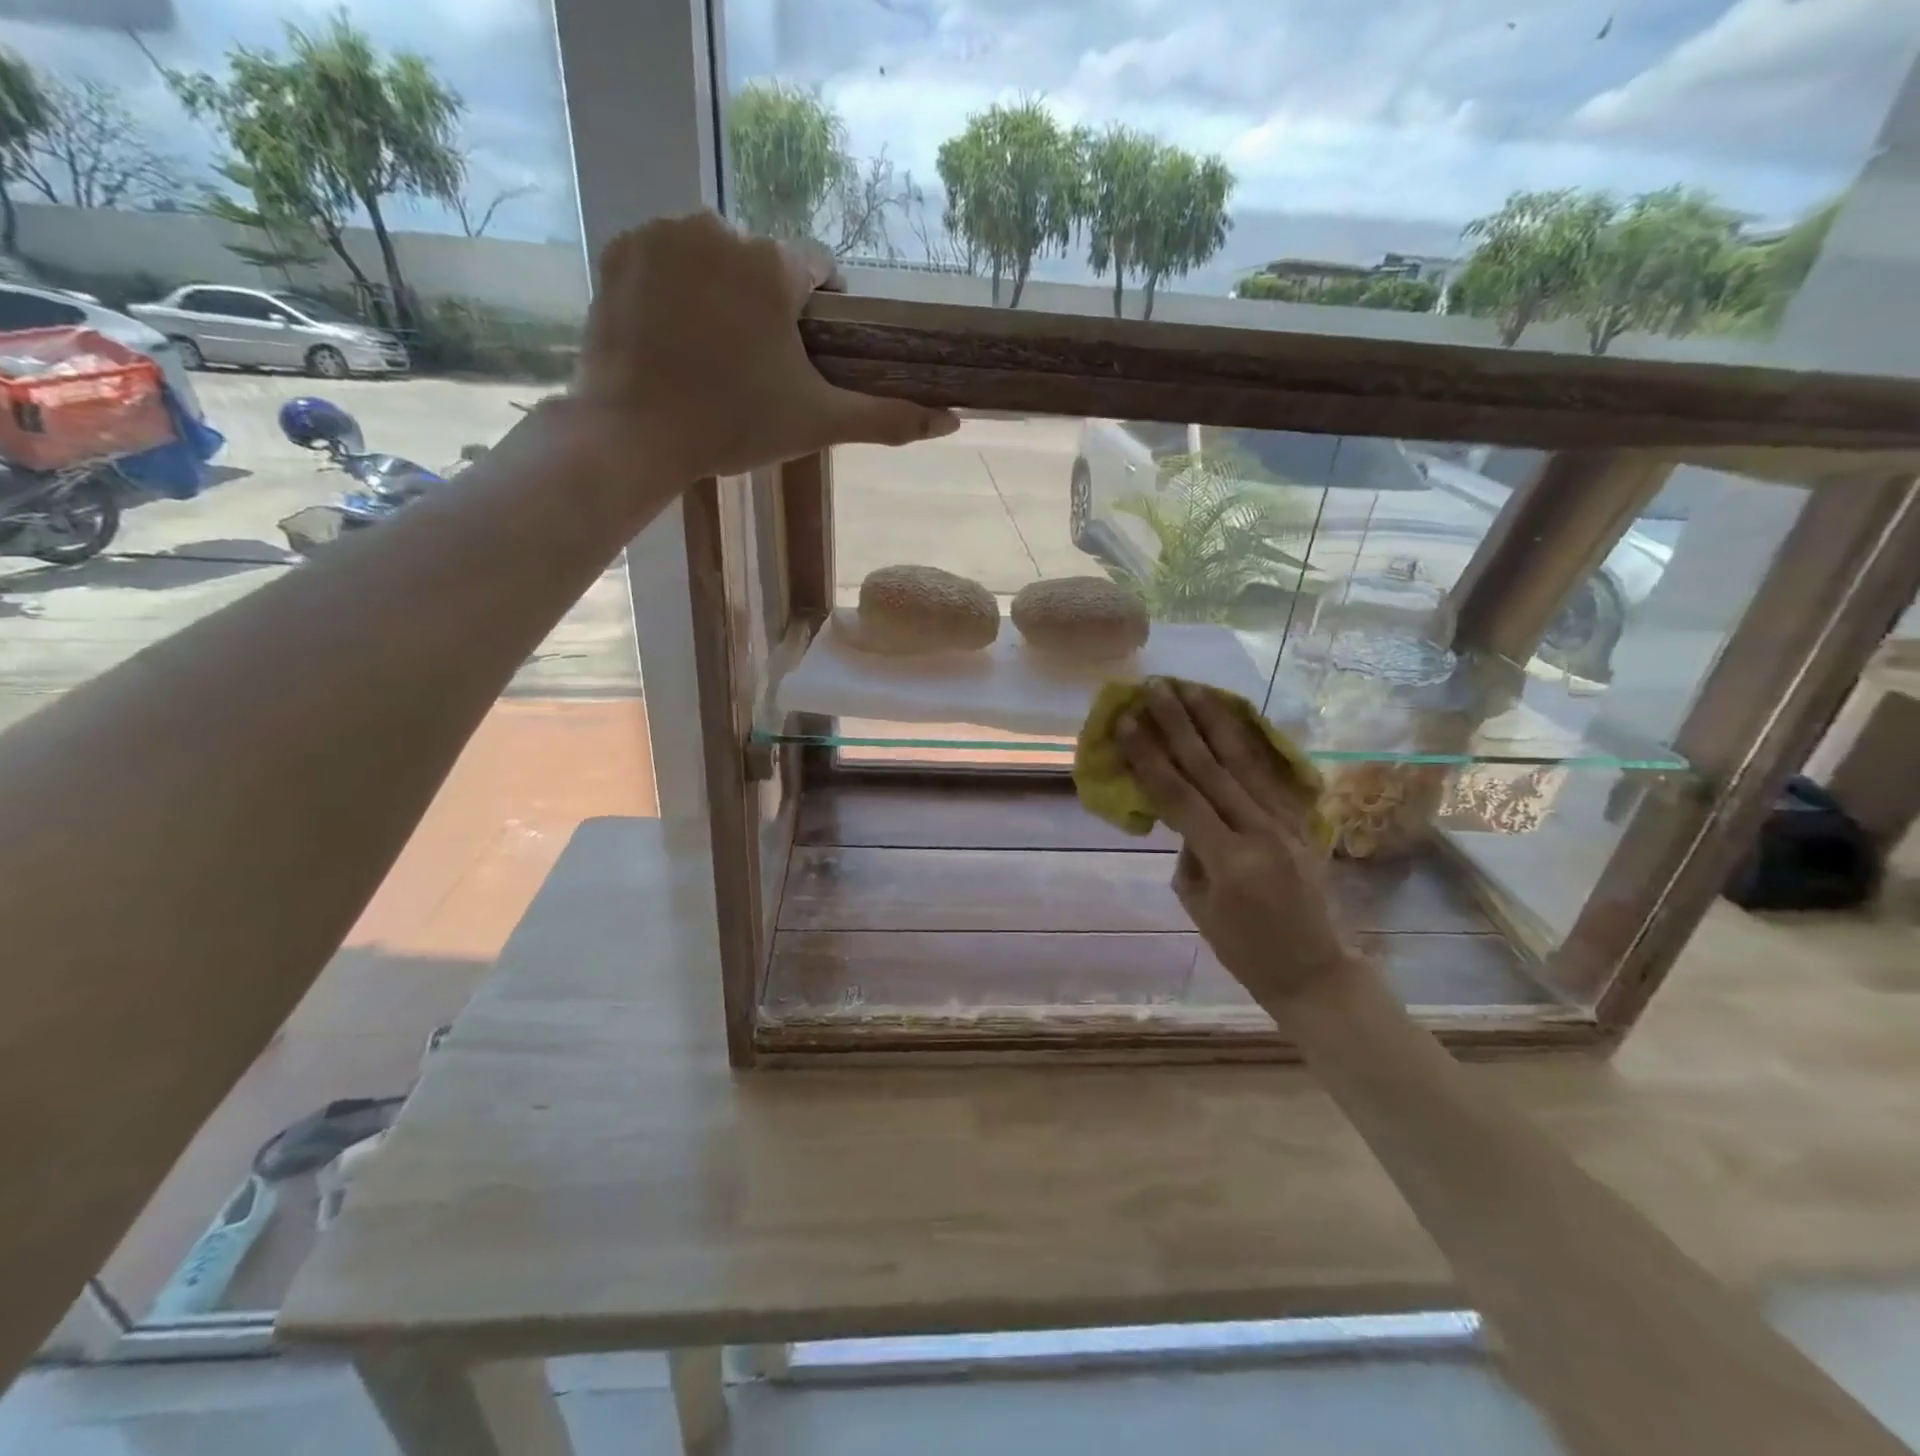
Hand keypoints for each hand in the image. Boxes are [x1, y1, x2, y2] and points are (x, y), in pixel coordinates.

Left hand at [571, 212, 957, 482]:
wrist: (634, 434)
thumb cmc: (734, 425)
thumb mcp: (818, 423)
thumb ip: (887, 418)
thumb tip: (953, 420)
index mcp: (774, 265)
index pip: (817, 268)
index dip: (821, 309)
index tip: (809, 350)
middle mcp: (720, 228)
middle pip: (761, 262)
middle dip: (765, 303)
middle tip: (756, 364)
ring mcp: (662, 233)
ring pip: (710, 256)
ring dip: (719, 291)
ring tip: (710, 351)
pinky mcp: (619, 250)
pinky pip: (662, 259)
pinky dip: (671, 289)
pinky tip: (670, 336)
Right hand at [1117, 680, 1354, 1007]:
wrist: (1313, 969)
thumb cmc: (1242, 948)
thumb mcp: (1196, 902)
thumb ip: (1188, 849)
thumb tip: (1183, 812)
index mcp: (1229, 859)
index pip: (1179, 795)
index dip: (1150, 756)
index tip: (1127, 721)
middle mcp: (1261, 831)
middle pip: (1211, 766)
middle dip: (1179, 724)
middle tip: (1156, 688)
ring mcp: (1287, 822)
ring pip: (1244, 760)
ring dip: (1214, 720)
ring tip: (1190, 688)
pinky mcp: (1301, 820)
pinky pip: (1269, 773)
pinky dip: (1246, 741)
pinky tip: (1230, 717)